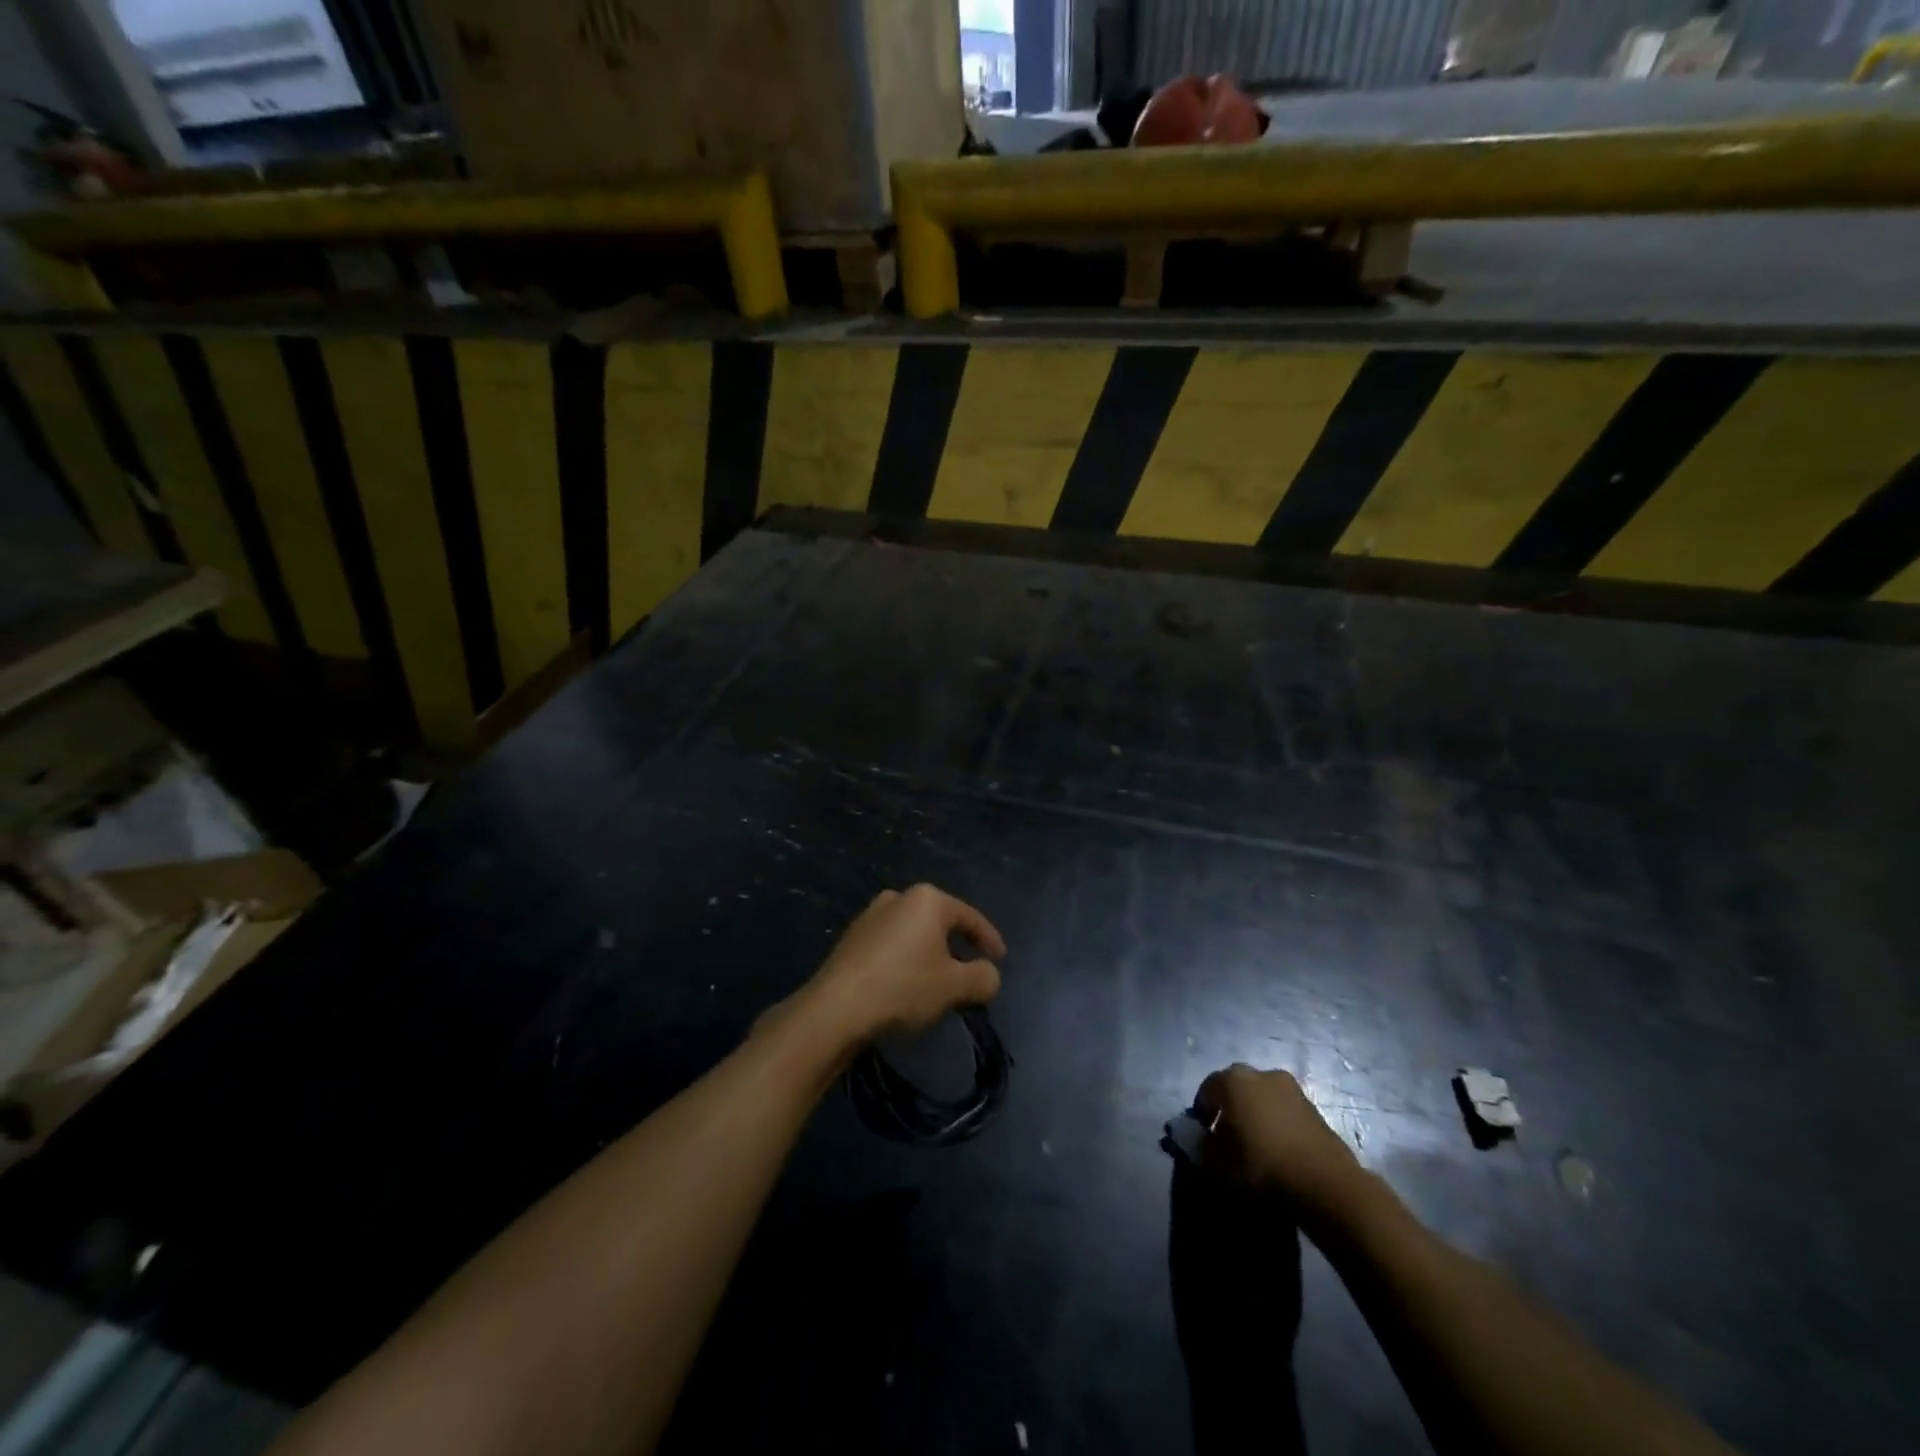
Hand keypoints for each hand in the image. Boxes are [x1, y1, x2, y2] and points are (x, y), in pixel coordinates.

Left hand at [796, 884, 1005, 1048]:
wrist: (835, 1009)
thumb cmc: (902, 988)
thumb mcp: (955, 986)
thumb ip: (983, 977)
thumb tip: (988, 975)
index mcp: (926, 899)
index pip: (969, 917)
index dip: (989, 939)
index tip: (1000, 959)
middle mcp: (897, 898)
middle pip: (940, 923)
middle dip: (957, 947)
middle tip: (970, 973)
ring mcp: (870, 916)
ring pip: (914, 935)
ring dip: (930, 956)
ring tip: (939, 984)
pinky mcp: (851, 940)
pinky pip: (891, 946)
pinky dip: (906, 962)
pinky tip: (906, 987)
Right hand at [1195, 1064, 1362, 1218]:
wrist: (1325, 1184)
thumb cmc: (1262, 1166)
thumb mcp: (1219, 1164)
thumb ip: (1201, 1147)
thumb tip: (1198, 1139)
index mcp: (1233, 1080)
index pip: (1207, 1089)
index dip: (1202, 1112)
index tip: (1204, 1136)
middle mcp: (1261, 1074)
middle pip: (1236, 1088)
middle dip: (1230, 1108)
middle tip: (1229, 1138)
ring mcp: (1291, 1088)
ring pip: (1262, 1097)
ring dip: (1256, 1114)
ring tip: (1257, 1145)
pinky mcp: (1314, 1107)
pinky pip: (1284, 1110)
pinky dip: (1277, 1123)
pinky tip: (1279, 1149)